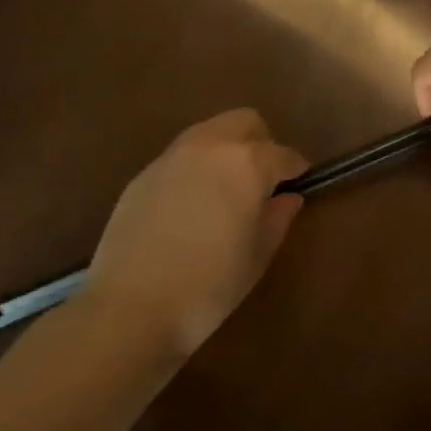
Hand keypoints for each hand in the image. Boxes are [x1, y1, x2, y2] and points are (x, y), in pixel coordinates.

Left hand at [78, 110, 306, 356]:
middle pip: (245, 122)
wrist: (130, 307)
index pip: (284, 155)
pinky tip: (191, 207)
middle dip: (261, 144)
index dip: (297, 170)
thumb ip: (277, 218)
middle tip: (262, 182)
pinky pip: (181, 157)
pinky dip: (196, 168)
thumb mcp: (258, 256)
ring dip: (226, 150)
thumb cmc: (209, 285)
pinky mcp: (143, 175)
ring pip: (210, 133)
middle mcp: (210, 146)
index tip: (300, 185)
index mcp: (248, 163)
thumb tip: (287, 198)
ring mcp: (171, 157)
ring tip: (226, 191)